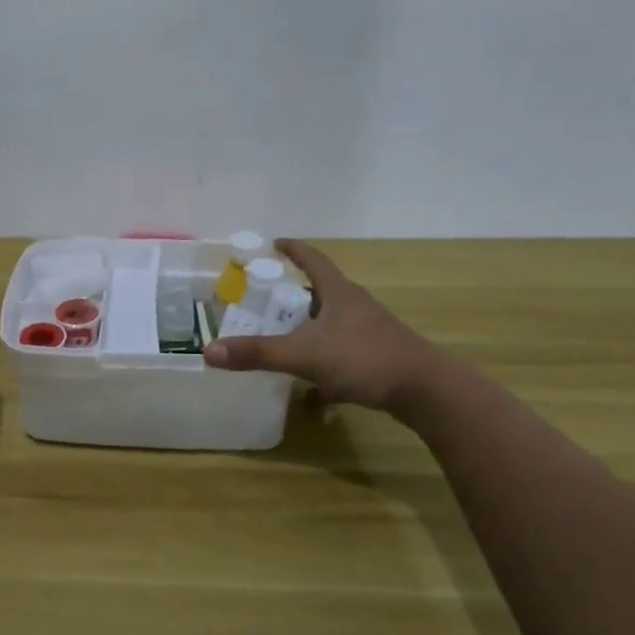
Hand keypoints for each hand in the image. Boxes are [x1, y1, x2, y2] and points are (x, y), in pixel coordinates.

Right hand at [204, 239, 445, 416]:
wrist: (425, 390)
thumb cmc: (363, 358)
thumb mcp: (304, 355)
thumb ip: (257, 353)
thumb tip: (209, 351)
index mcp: (338, 293)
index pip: (312, 260)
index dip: (293, 250)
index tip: (275, 243)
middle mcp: (355, 306)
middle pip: (320, 292)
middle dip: (293, 295)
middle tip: (264, 302)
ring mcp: (369, 332)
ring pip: (331, 324)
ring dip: (307, 329)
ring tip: (282, 340)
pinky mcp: (377, 357)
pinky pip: (341, 353)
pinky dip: (322, 363)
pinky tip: (310, 389)